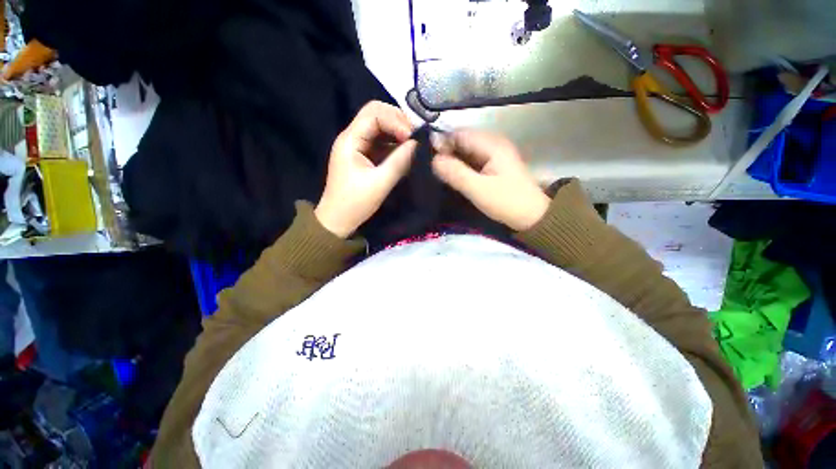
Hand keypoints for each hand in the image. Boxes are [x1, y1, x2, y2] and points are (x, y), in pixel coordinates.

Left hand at [315, 101, 416, 237]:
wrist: (338, 219)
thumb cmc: (355, 202)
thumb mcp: (380, 183)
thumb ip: (399, 162)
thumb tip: (417, 144)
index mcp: (350, 140)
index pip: (373, 114)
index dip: (395, 120)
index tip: (412, 137)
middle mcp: (352, 137)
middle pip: (375, 114)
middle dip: (397, 121)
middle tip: (415, 136)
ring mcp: (357, 146)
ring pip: (379, 128)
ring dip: (397, 132)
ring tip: (413, 143)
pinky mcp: (363, 156)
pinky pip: (381, 142)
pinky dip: (394, 144)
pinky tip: (405, 152)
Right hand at [432, 130, 549, 231]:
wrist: (533, 217)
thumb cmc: (507, 202)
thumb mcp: (478, 189)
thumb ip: (455, 173)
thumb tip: (432, 159)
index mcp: (492, 144)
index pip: (459, 134)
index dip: (441, 145)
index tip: (427, 161)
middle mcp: (493, 143)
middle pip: (462, 141)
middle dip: (445, 154)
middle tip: (432, 170)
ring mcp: (494, 154)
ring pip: (466, 152)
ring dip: (452, 161)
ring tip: (438, 174)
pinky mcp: (493, 165)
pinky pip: (472, 160)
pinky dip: (461, 167)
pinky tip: (452, 177)